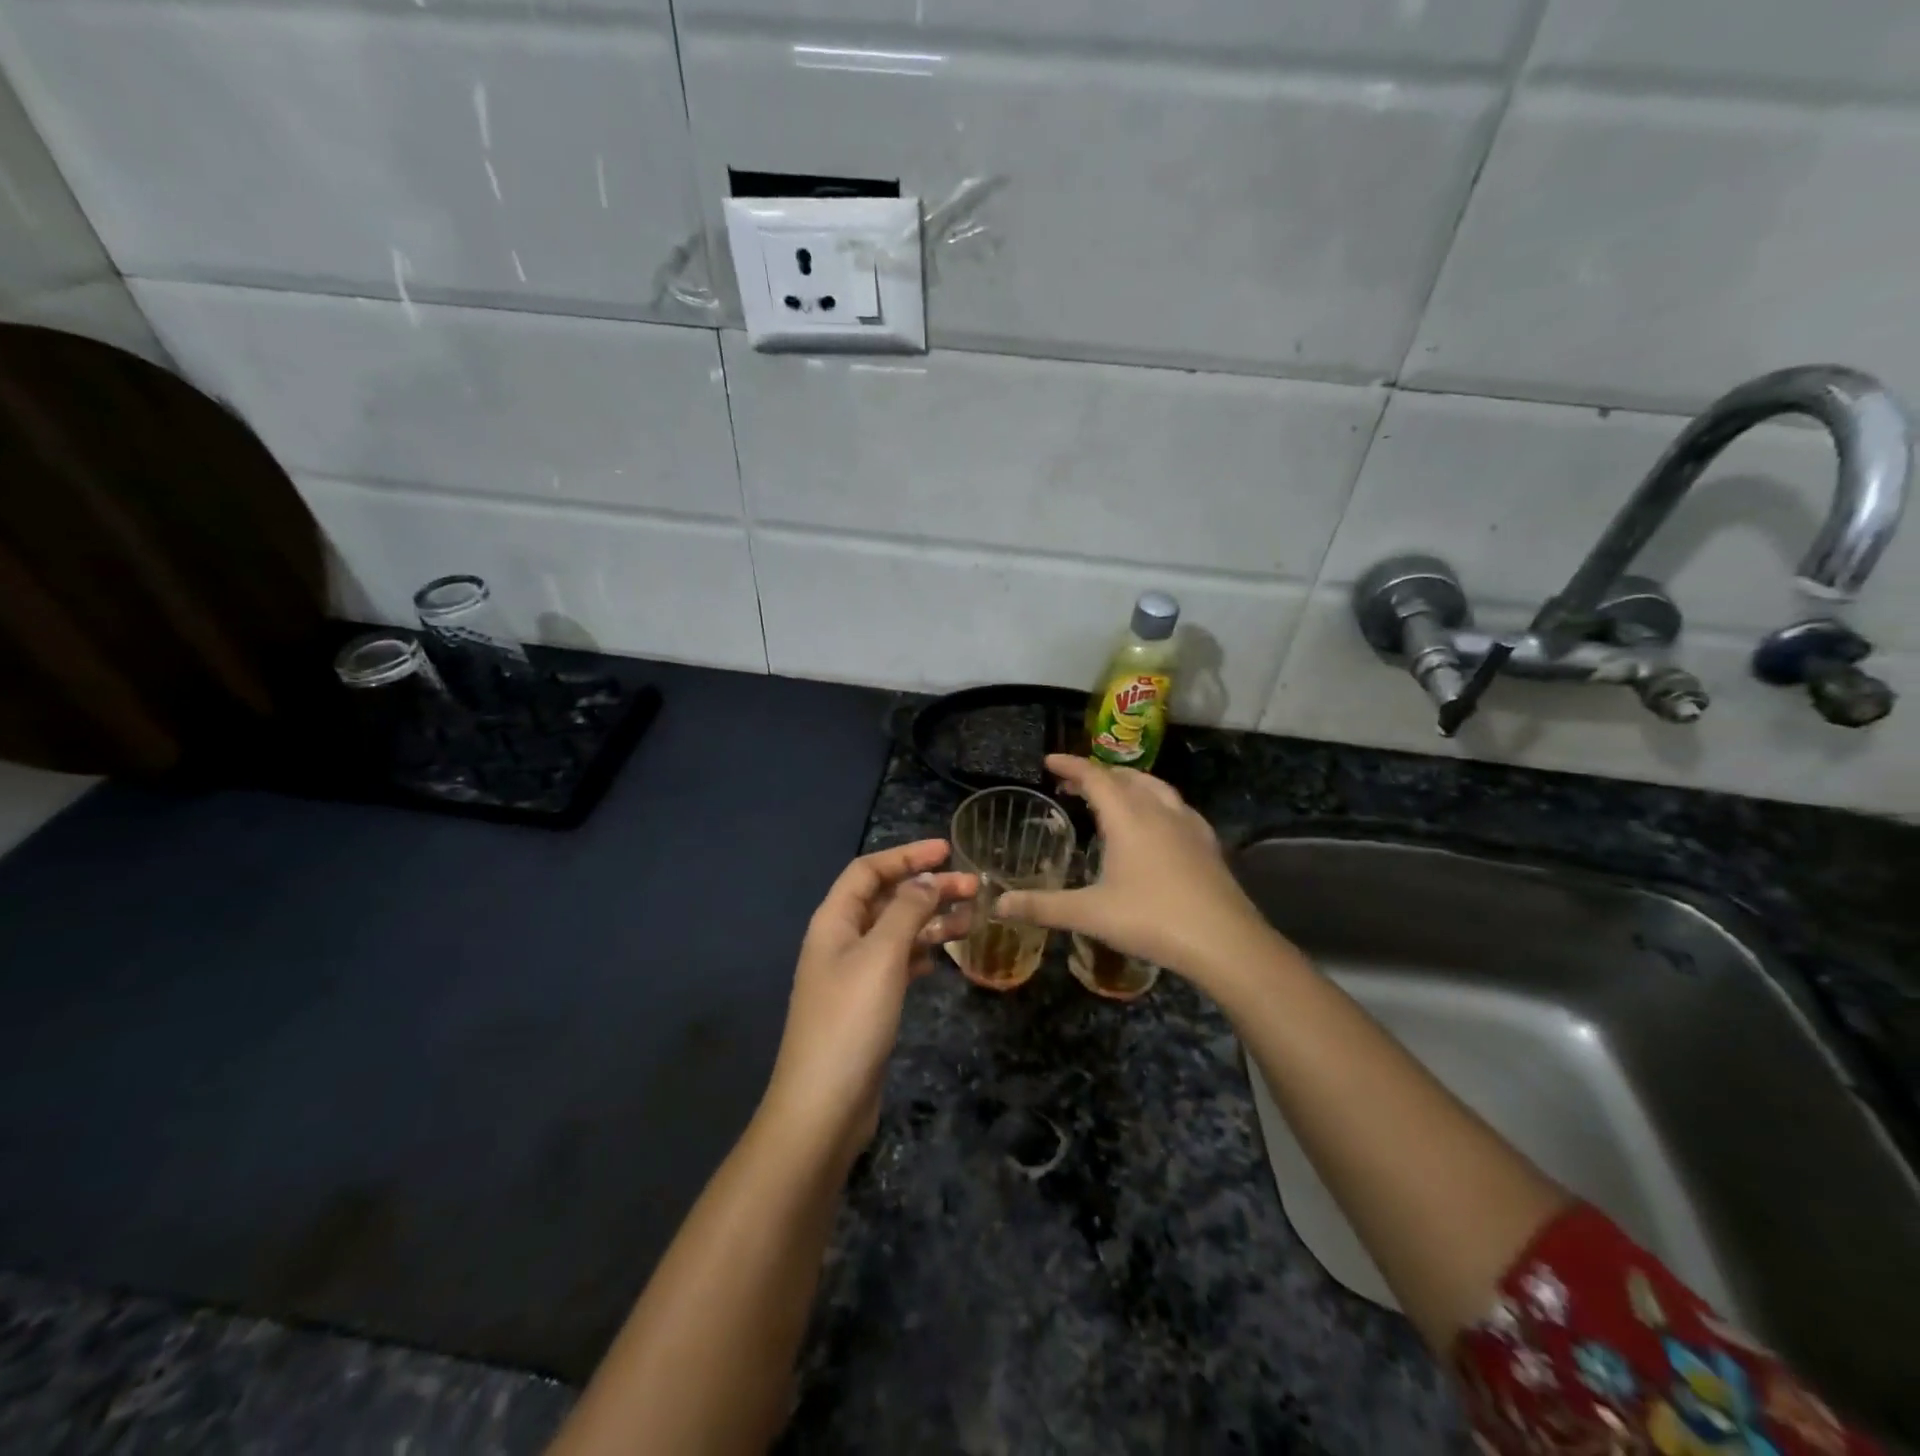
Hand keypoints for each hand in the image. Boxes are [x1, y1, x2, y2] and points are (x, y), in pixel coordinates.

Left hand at [762, 840, 975, 1161]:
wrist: (824, 1106)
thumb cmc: (850, 1021)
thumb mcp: (881, 956)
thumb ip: (906, 911)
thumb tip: (927, 880)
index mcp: (834, 921)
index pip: (869, 871)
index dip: (906, 856)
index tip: (947, 851)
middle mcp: (841, 940)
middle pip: (886, 899)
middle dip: (928, 888)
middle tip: (974, 887)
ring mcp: (854, 974)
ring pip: (897, 932)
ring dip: (931, 920)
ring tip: (972, 919)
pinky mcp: (868, 1003)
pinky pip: (898, 963)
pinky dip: (922, 952)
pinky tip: (944, 956)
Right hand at [993, 756, 1284, 984]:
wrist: (1224, 941)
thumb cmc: (1151, 920)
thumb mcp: (1089, 914)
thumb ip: (1041, 906)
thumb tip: (997, 904)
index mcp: (1127, 817)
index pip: (1094, 776)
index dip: (1070, 765)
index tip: (1049, 762)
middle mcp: (1158, 810)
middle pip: (1125, 777)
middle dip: (1096, 774)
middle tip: (1073, 785)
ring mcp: (1188, 824)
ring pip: (1155, 787)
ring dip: (1128, 783)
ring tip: (1113, 795)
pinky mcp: (1207, 842)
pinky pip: (1176, 806)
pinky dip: (1156, 801)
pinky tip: (1157, 823)